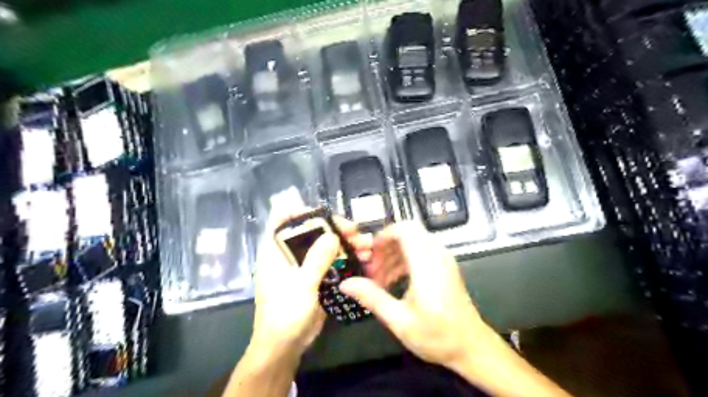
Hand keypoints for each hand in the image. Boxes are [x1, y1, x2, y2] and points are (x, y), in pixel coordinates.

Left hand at [249, 211, 370, 359]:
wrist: (284, 347)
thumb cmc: (284, 314)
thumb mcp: (301, 285)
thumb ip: (317, 259)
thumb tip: (332, 235)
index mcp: (275, 251)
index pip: (281, 220)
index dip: (300, 212)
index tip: (324, 214)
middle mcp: (289, 254)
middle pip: (311, 231)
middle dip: (334, 229)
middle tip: (356, 232)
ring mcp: (304, 266)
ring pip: (325, 246)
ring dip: (345, 244)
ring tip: (366, 246)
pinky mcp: (316, 278)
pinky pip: (332, 262)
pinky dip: (346, 259)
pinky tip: (363, 259)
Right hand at [340, 221, 499, 369]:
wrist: (471, 347)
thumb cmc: (437, 335)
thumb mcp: (399, 320)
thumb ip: (372, 297)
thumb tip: (346, 284)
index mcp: (426, 264)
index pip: (405, 230)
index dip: (384, 235)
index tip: (369, 253)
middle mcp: (437, 255)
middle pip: (407, 233)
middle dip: (385, 246)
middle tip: (371, 268)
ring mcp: (443, 259)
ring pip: (413, 242)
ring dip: (393, 254)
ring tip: (379, 278)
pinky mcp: (444, 266)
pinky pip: (420, 251)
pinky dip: (404, 259)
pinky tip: (393, 280)